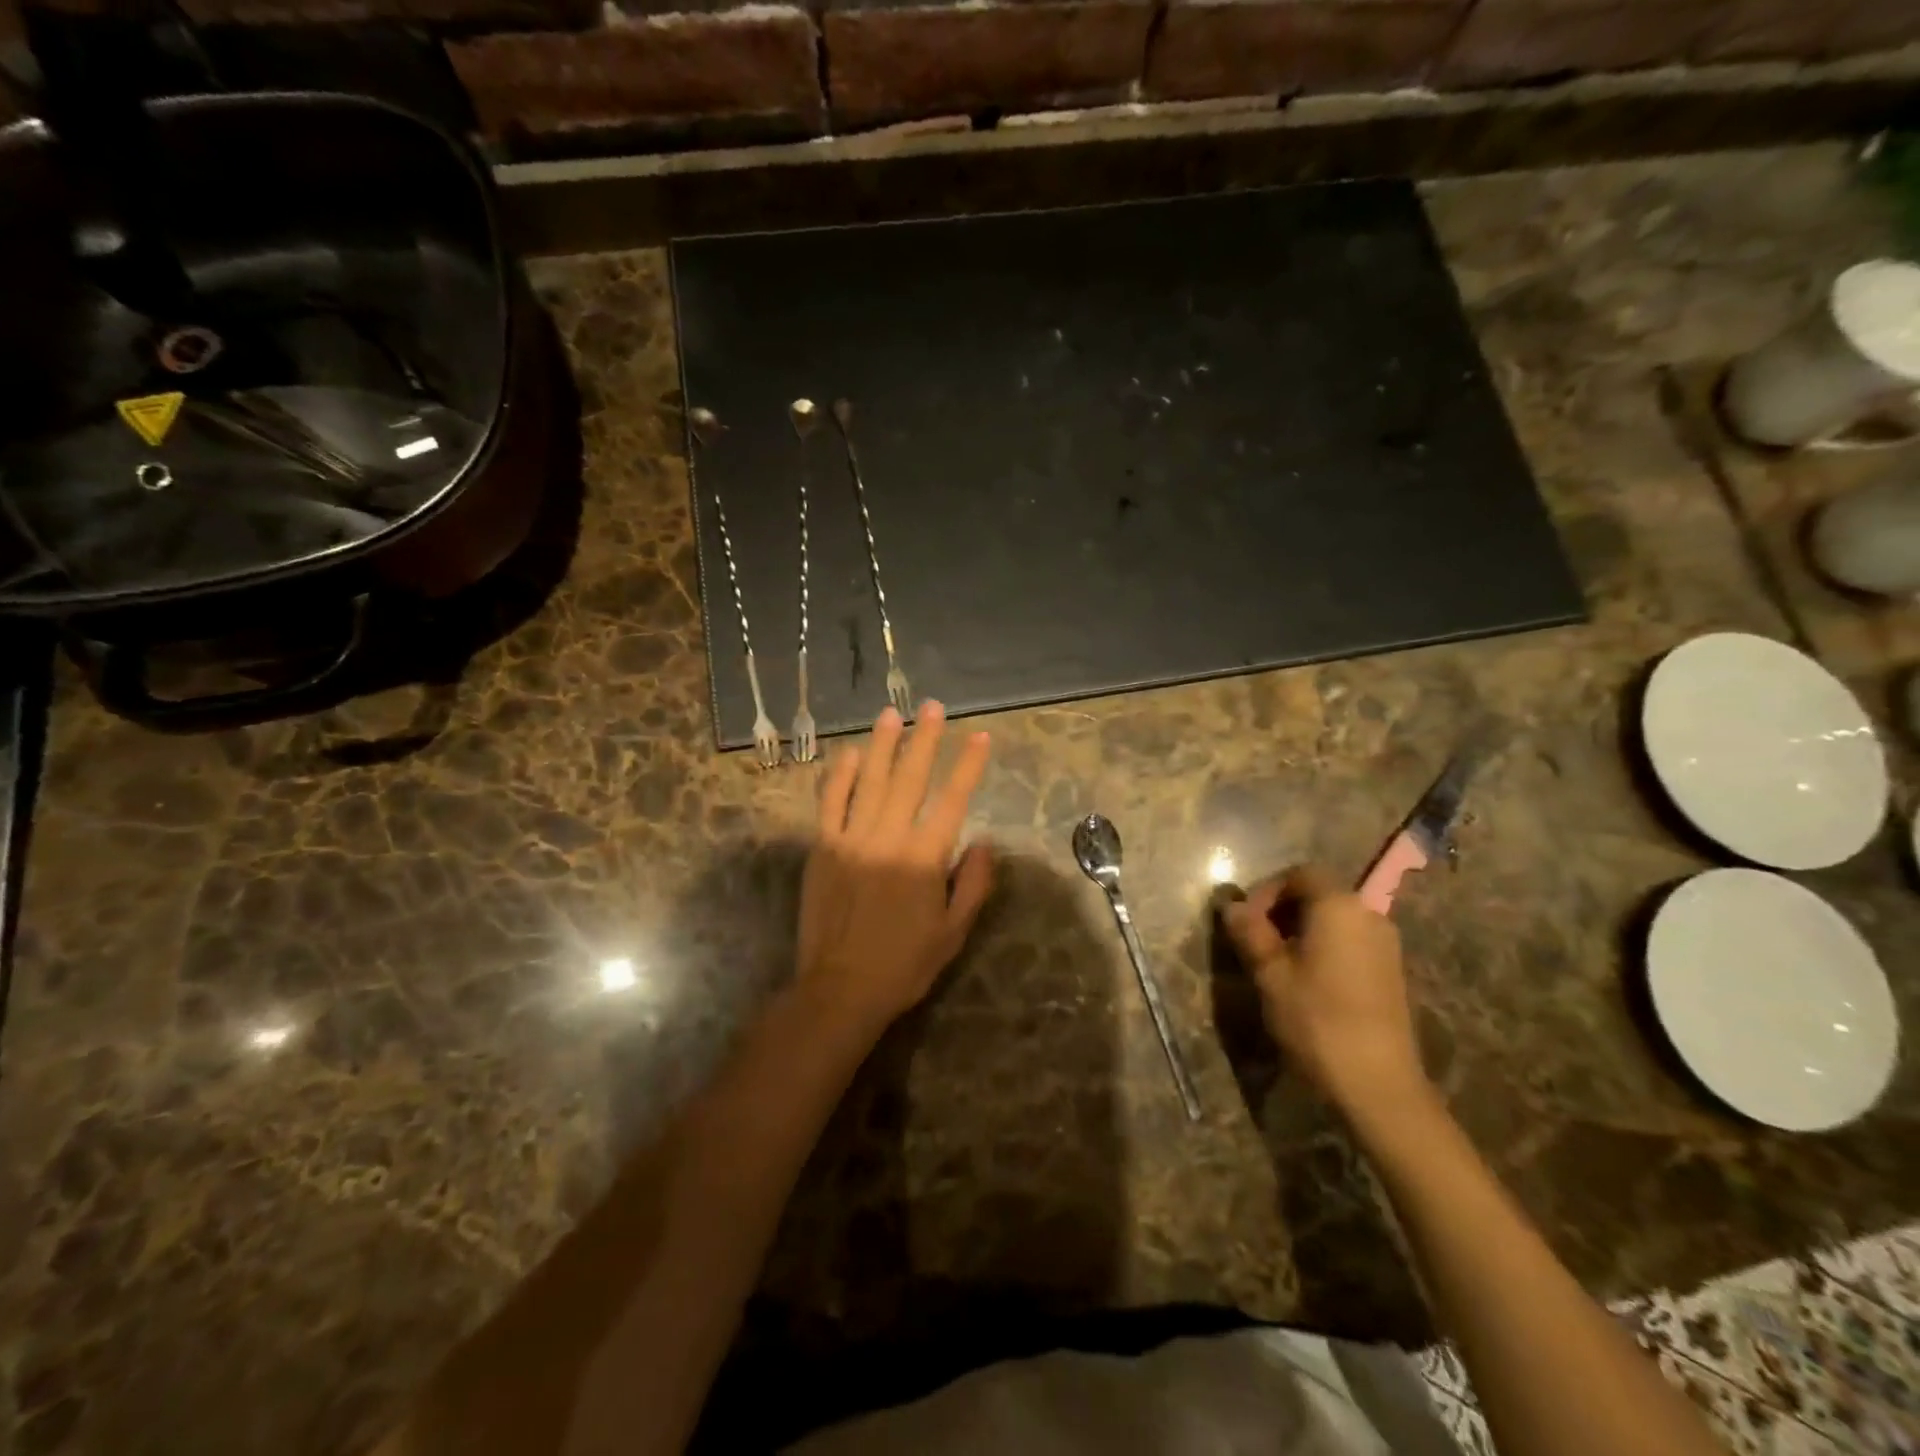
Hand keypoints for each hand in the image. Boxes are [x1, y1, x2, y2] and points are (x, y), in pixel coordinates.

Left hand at [797, 702, 993, 1039]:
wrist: (839, 988)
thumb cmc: (903, 964)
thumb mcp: (952, 932)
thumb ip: (972, 884)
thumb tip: (984, 843)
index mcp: (923, 858)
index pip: (952, 800)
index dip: (968, 766)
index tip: (980, 737)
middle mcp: (887, 838)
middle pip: (910, 778)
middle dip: (925, 739)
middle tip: (932, 708)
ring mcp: (850, 838)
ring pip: (869, 780)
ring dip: (882, 745)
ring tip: (891, 715)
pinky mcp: (822, 847)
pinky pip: (830, 802)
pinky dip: (839, 775)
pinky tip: (848, 753)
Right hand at [1220, 865, 1427, 1119]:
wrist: (1379, 1085)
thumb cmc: (1317, 1019)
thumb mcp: (1270, 973)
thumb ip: (1249, 931)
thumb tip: (1232, 905)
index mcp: (1339, 906)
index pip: (1299, 874)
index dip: (1266, 891)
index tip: (1245, 922)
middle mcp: (1368, 914)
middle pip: (1319, 894)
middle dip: (1282, 910)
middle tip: (1255, 941)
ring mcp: (1386, 944)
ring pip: (1334, 919)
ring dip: (1301, 930)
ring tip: (1276, 963)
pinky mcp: (1391, 972)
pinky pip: (1350, 942)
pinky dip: (1324, 948)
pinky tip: (1306, 981)